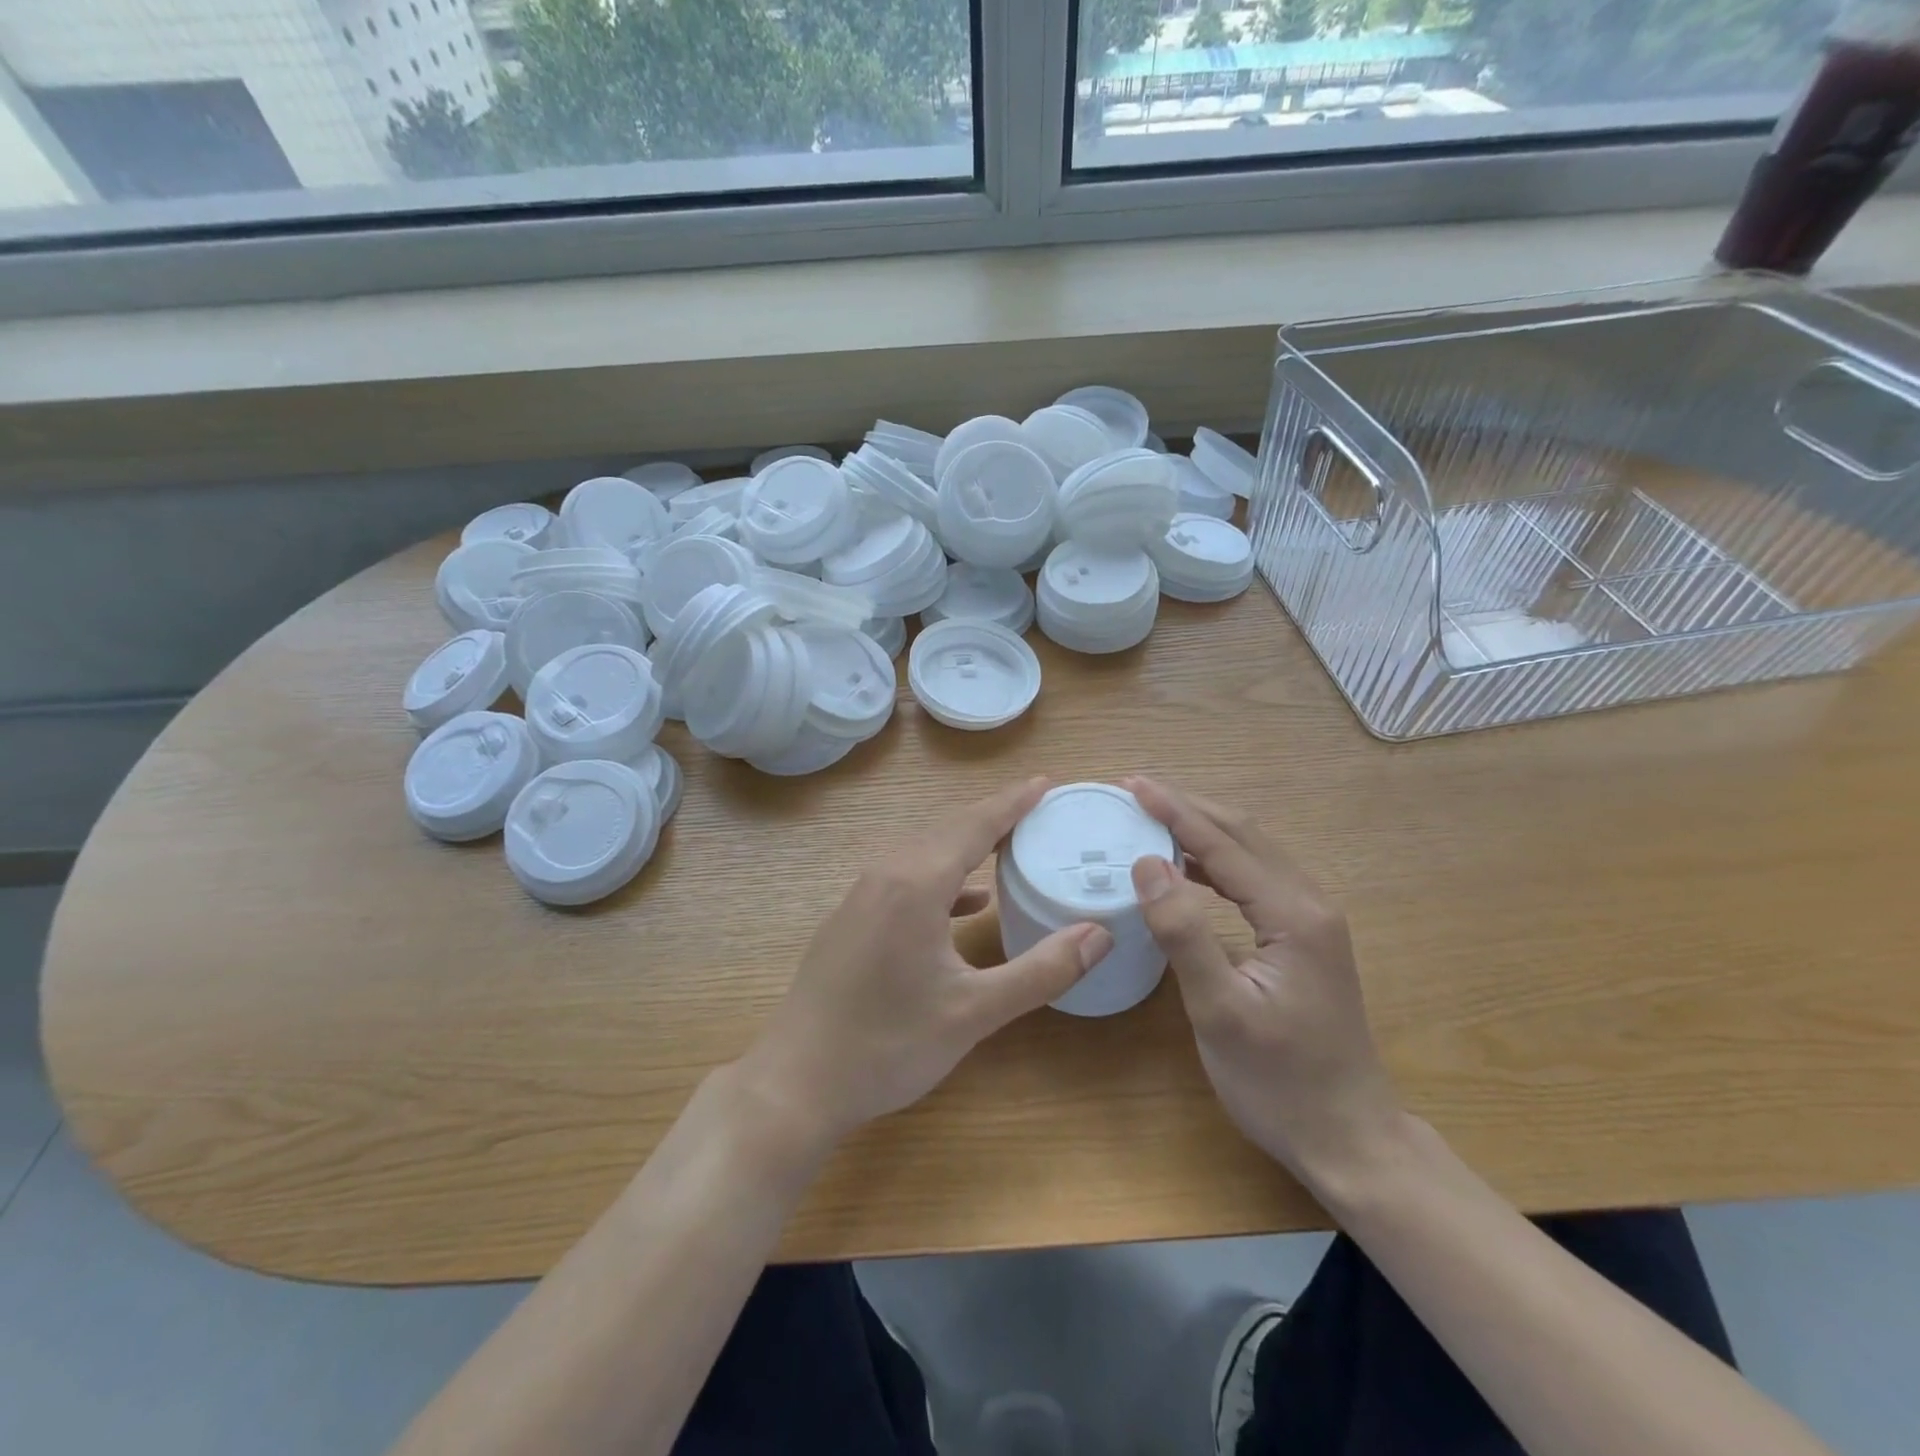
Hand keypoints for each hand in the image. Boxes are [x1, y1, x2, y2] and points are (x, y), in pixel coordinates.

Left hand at [739, 777, 1112, 1147]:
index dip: (1013, 802)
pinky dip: (940, 877)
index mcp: (915, 884)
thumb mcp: (974, 1012)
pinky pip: (904, 878)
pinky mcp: (850, 919)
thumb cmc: (888, 1046)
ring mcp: (860, 896)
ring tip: (1008, 846)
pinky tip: (965, 903)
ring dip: (965, 844)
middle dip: (993, 815)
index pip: (974, 825)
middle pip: (947, 830)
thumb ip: (1041, 971)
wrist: (796, 1083)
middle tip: (1037, 810)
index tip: (1046, 783)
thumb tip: (1099, 934)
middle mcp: (884, 875)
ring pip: (922, 852)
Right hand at [1123, 776, 1404, 1189]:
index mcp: (1294, 914)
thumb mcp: (1221, 1011)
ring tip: (1152, 817)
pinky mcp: (1304, 938)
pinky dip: (1215, 861)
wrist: (1349, 1140)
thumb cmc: (1279, 1083)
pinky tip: (1186, 868)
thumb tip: (1147, 863)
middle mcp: (1310, 903)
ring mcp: (1311, 921)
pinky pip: (1254, 879)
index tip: (1130, 783)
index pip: (1225, 844)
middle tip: (1134, 790)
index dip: (1175, 810)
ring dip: (1202, 829)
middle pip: (1245, 835)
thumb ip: (1184, 933)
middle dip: (1188, 807)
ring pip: (1252, 852)